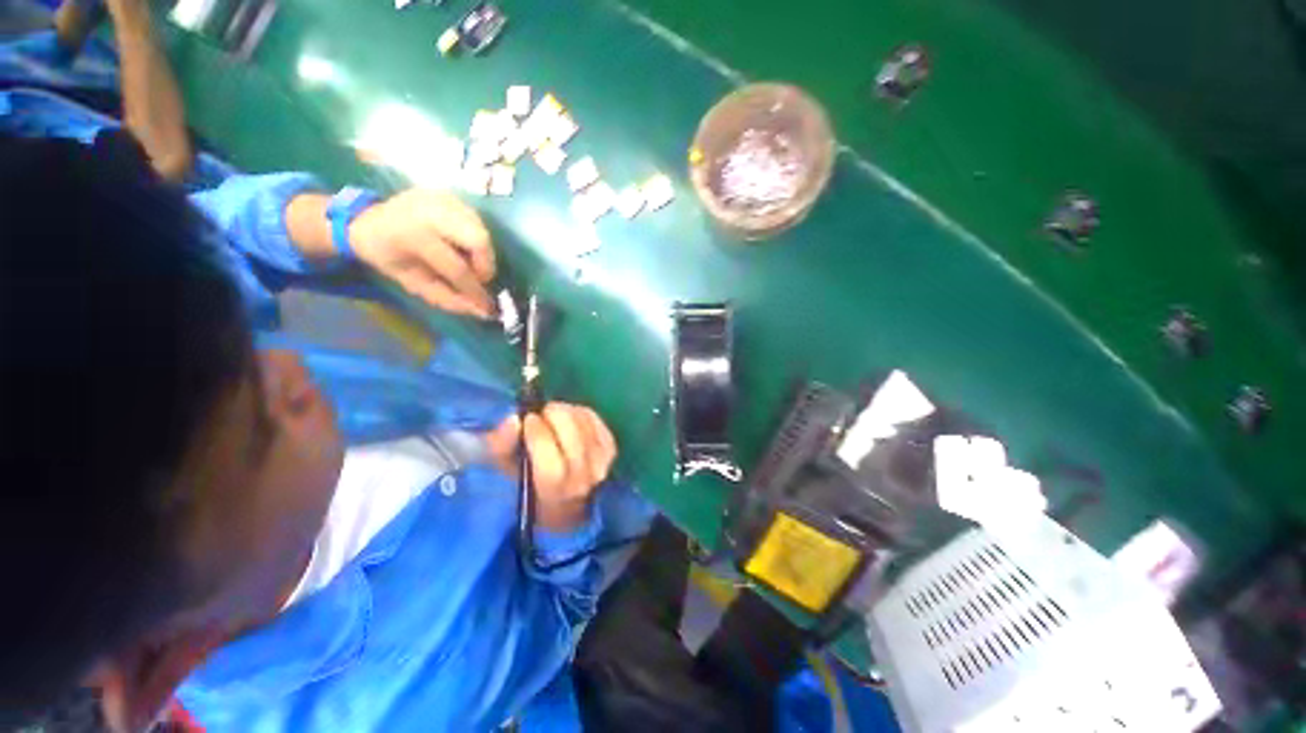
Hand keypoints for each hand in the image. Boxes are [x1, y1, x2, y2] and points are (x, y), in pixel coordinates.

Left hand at [349, 189, 495, 318]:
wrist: (366, 220)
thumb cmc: (388, 256)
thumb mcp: (412, 282)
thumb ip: (447, 298)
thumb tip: (483, 312)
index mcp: (413, 235)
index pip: (456, 267)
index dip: (474, 289)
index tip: (487, 306)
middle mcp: (431, 210)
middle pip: (479, 239)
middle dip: (485, 264)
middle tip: (478, 278)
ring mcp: (442, 198)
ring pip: (482, 229)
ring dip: (482, 252)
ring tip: (469, 262)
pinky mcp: (449, 194)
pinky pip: (476, 221)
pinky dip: (476, 239)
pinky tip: (462, 246)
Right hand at [485, 403, 617, 531]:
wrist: (565, 505)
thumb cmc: (529, 486)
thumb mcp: (506, 471)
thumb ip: (502, 445)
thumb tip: (514, 419)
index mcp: (554, 487)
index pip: (547, 450)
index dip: (536, 430)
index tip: (526, 419)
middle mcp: (583, 476)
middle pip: (571, 430)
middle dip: (552, 415)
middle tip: (541, 413)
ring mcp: (602, 461)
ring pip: (583, 421)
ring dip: (566, 411)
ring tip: (553, 415)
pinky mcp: (611, 448)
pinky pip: (595, 419)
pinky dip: (580, 412)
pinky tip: (569, 418)